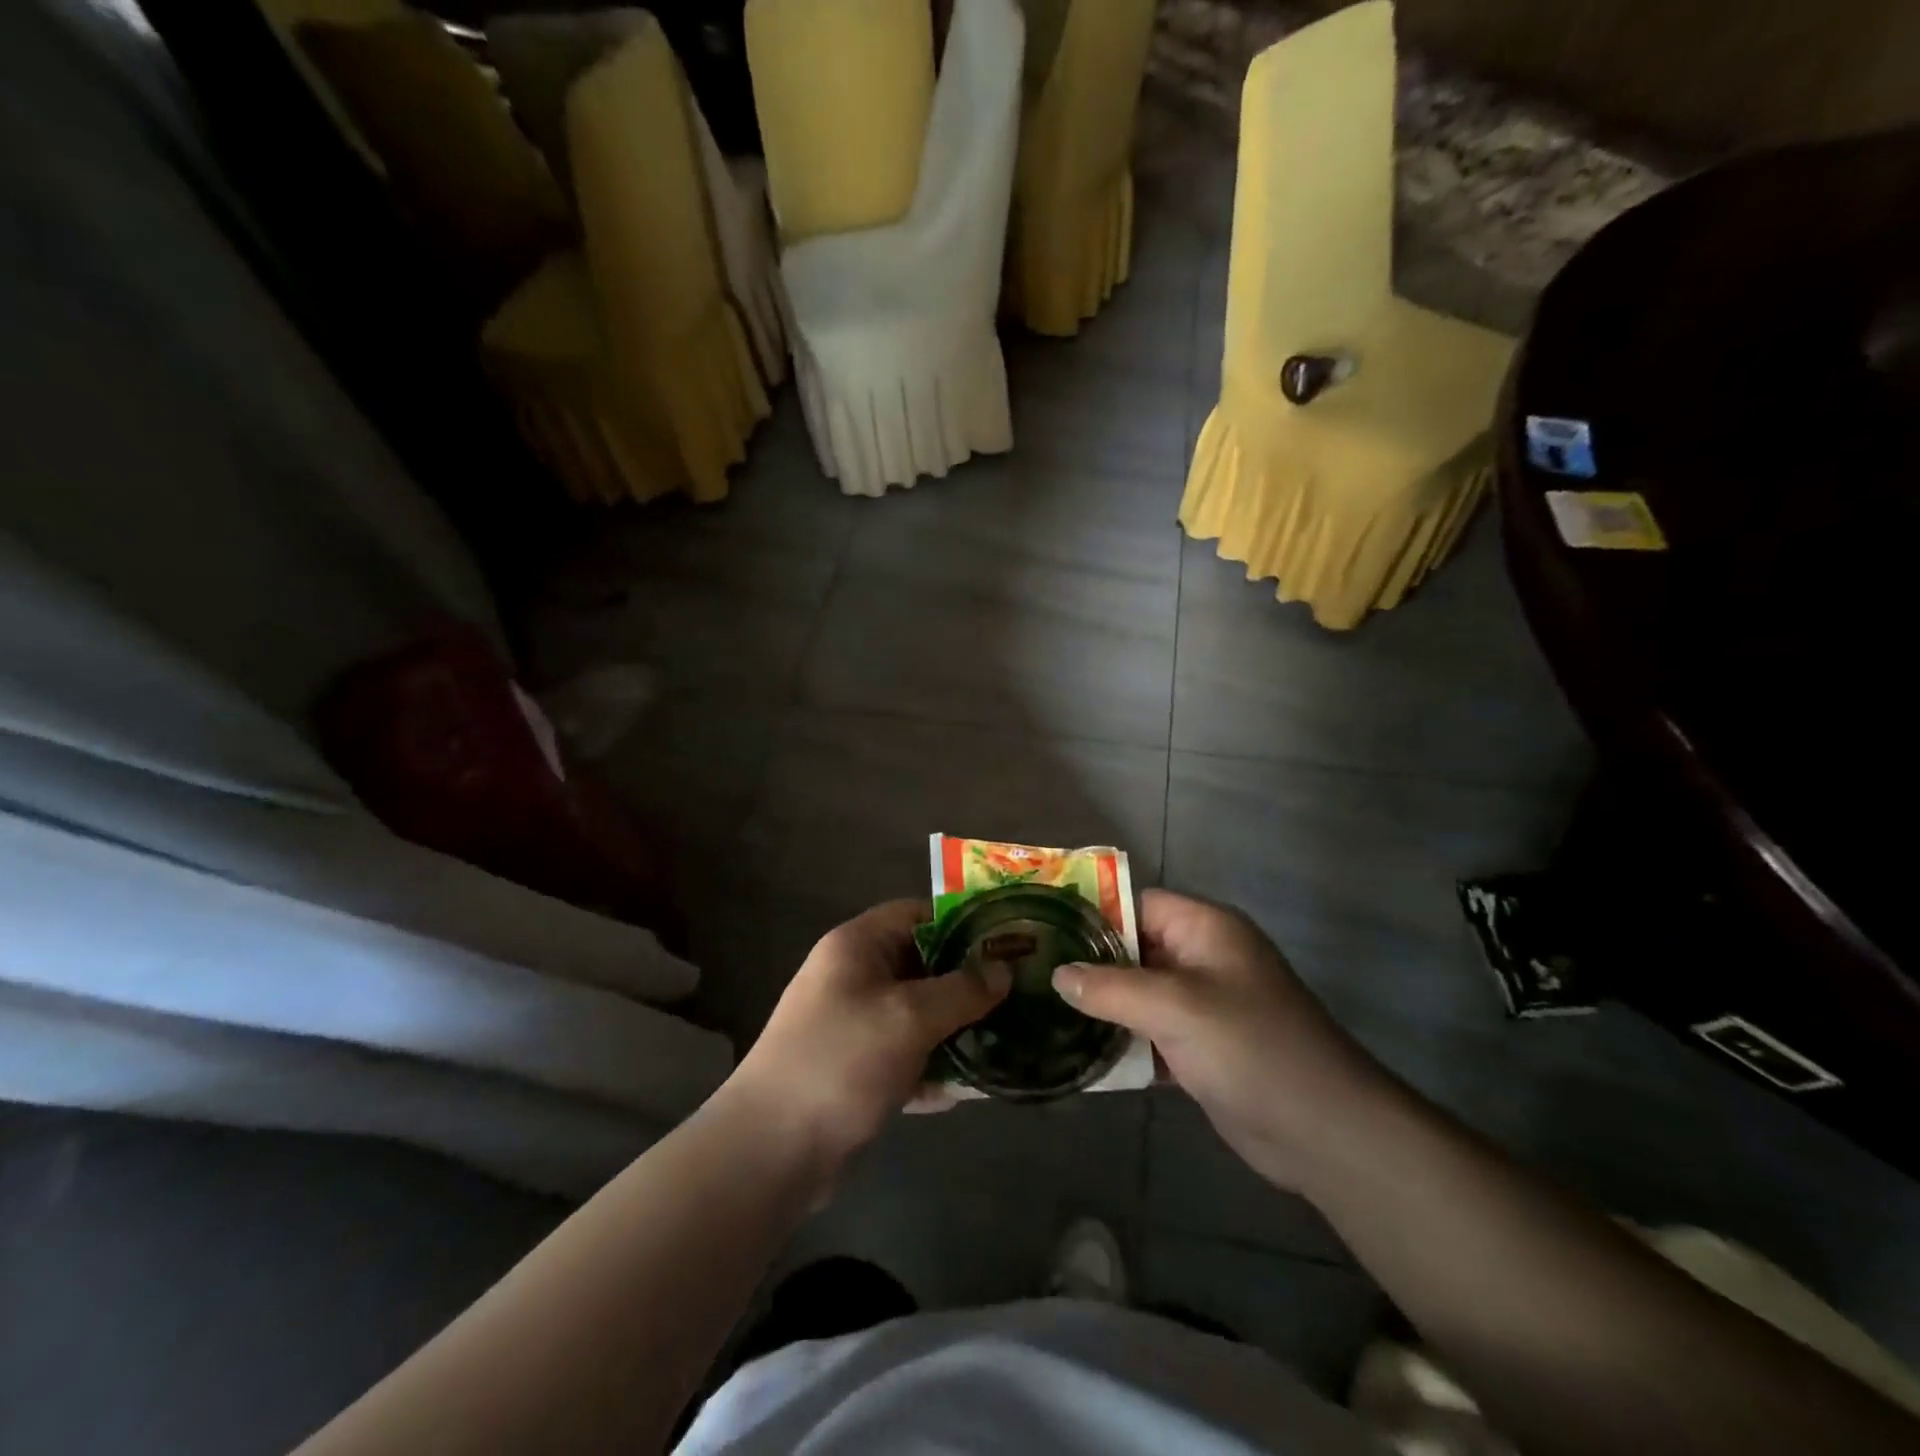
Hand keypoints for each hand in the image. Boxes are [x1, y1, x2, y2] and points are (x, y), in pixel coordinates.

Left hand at [730, 900, 1010, 1172]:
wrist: (770, 1152)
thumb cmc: (842, 1061)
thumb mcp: (909, 1017)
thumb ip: (961, 990)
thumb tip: (1003, 968)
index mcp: (857, 946)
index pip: (917, 914)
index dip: (962, 923)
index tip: (1006, 942)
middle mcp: (853, 977)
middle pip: (921, 965)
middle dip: (966, 982)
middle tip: (1016, 995)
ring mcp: (852, 1024)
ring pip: (916, 1014)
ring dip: (954, 1028)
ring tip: (1004, 1041)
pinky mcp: (855, 1069)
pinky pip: (904, 1056)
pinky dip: (931, 1068)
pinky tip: (966, 1091)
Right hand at [1053, 889, 1397, 1190]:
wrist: (1322, 1130)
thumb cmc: (1249, 1047)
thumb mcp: (1174, 1007)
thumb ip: (1111, 987)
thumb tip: (1057, 974)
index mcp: (1205, 929)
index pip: (1138, 904)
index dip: (1095, 916)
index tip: (1045, 933)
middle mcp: (1203, 959)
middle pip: (1135, 949)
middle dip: (1090, 965)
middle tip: (1034, 977)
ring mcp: (1203, 1006)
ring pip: (1140, 994)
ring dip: (1103, 1007)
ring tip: (1045, 1013)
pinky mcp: (1202, 1048)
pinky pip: (1151, 1033)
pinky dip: (1123, 1042)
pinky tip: (1082, 1056)